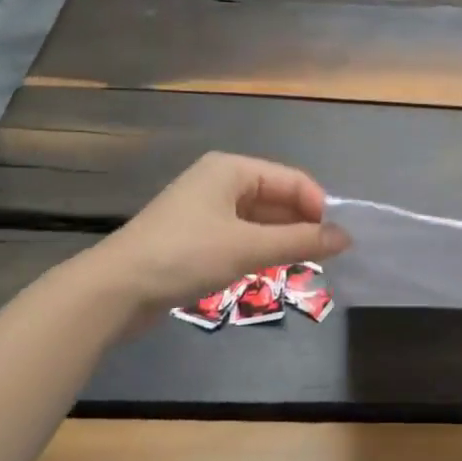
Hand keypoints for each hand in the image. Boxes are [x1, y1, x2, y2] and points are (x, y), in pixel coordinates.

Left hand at [75, 153, 348, 315]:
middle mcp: (220, 182)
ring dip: (283, 240)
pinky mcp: (196, 236)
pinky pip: (242, 236)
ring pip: (260, 220)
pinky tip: (273, 270)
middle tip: (327, 259)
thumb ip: (301, 242)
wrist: (114, 290)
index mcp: (231, 169)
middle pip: (277, 198)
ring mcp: (205, 210)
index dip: (319, 207)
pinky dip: (261, 250)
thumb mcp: (248, 247)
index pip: (292, 180)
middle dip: (303, 225)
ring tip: (306, 267)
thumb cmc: (185, 256)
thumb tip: (347, 238)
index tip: (338, 241)